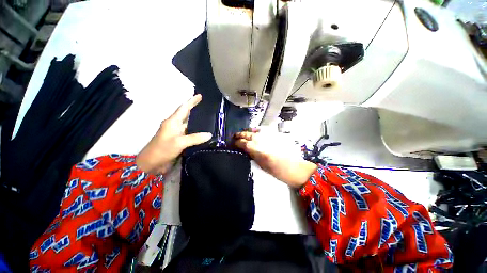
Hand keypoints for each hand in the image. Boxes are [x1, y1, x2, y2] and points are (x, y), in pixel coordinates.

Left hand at [136, 94, 211, 174]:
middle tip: (207, 108)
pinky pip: (190, 134)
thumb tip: (209, 134)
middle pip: (186, 115)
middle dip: (195, 110)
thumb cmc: (162, 149)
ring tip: (209, 119)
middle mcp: (175, 126)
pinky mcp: (179, 141)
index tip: (200, 96)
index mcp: (172, 122)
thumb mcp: (179, 142)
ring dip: (197, 122)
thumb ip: (195, 138)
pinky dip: (196, 132)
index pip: (183, 108)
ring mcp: (177, 134)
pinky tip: (203, 133)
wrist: (151, 164)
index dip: (191, 101)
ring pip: (189, 125)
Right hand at [234, 129, 316, 187]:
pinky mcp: (274, 135)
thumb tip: (244, 149)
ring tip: (242, 133)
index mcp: (258, 150)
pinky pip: (262, 130)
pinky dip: (256, 129)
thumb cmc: (277, 171)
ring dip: (247, 132)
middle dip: (240, 135)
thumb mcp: (261, 165)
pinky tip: (253, 130)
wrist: (294, 168)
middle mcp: (262, 140)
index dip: (237, 143)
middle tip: (234, 137)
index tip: (233, 143)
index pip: (243, 143)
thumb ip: (252, 155)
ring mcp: (269, 136)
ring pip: (254, 130)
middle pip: (248, 135)